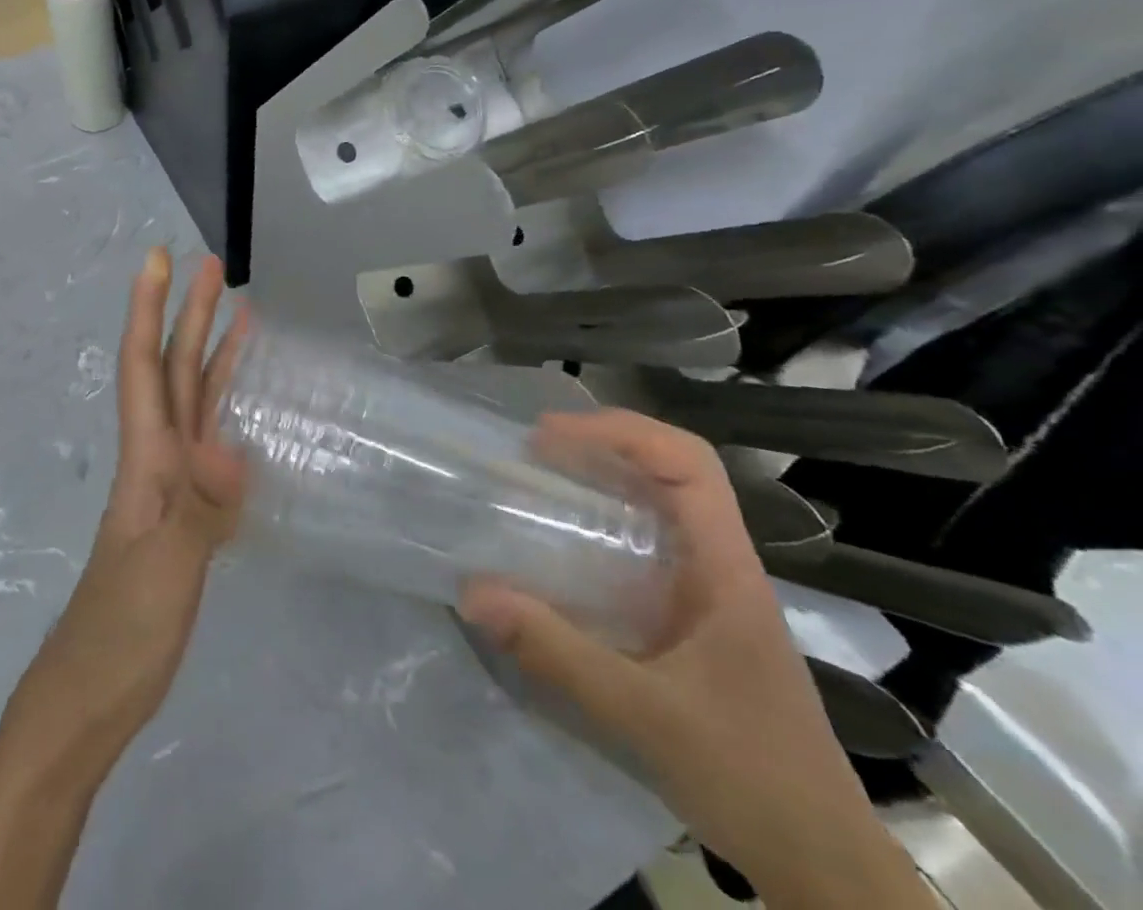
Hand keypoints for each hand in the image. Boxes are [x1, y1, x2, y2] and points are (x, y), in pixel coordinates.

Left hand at [5, 247, 247, 776]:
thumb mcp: (164, 570)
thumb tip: (231, 446)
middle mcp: (156, 457)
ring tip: (239, 313)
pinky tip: (243, 404)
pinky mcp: (189, 513)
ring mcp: (172, 485)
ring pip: (192, 401)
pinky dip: (226, 411)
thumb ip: (199, 508)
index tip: (158, 258)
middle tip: (212, 266)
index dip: (149, 309)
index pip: (144, 366)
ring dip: (210, 352)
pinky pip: (211, 444)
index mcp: (145, 457)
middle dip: (187, 313)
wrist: (96, 693)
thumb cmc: (123, 631)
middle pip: (172, 370)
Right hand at [459, 410, 932, 909]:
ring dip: (601, 483)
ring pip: (657, 508)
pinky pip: (644, 550)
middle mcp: (720, 566)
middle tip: (532, 452)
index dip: (621, 431)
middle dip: (602, 446)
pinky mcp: (692, 622)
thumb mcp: (645, 714)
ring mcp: (708, 594)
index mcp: (726, 568)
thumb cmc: (751, 775)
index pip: (689, 463)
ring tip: (537, 485)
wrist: (821, 864)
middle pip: (670, 472)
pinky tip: (560, 553)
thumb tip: (472, 592)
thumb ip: (557, 651)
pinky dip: (600, 529)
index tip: (553, 436)